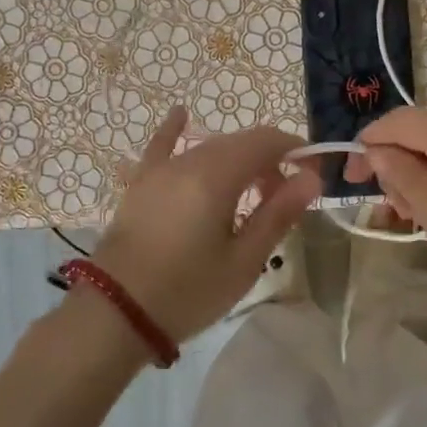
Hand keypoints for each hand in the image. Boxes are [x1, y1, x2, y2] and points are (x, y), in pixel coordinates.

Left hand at [90, 107, 322, 344]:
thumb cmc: (187, 292)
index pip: (267, 141)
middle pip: (239, 144)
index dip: (295, 152)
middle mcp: (188, 162)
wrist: (116, 313)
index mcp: (217, 176)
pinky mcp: (140, 184)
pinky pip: (160, 147)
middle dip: (268, 162)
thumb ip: (278, 214)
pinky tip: (180, 113)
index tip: (311, 178)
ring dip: (237, 161)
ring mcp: (159, 170)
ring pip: (208, 149)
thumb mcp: (243, 261)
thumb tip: (311, 178)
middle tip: (282, 201)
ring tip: (250, 196)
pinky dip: (174, 130)